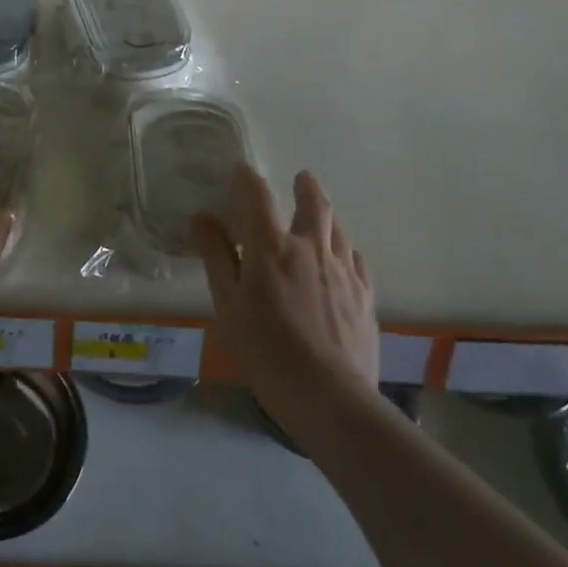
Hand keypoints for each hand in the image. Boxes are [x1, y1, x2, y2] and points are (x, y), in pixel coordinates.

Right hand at [193, 165, 379, 422]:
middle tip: (301, 177)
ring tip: (320, 213)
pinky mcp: (365, 295)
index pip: (257, 197)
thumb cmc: (266, 351)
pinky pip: (356, 258)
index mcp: (272, 248)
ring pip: (338, 228)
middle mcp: (311, 248)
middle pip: (313, 204)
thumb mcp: (227, 305)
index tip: (241, 169)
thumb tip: (202, 217)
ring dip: (326, 213)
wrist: (330, 397)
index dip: (247, 178)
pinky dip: (345, 246)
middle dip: (305, 186)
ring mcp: (343, 271)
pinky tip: (342, 255)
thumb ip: (216, 257)